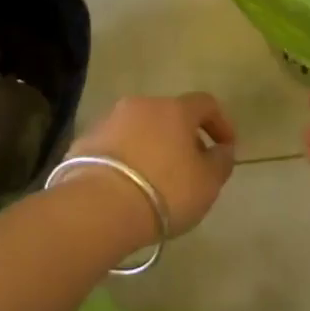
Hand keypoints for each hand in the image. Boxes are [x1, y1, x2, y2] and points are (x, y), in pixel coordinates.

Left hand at [66, 93, 237, 238]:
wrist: (98, 206)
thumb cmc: (164, 191)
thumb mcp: (207, 184)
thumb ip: (221, 162)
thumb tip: (223, 149)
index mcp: (174, 110)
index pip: (205, 103)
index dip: (220, 123)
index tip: (226, 148)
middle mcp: (140, 105)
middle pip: (169, 115)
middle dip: (183, 137)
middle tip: (191, 167)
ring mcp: (108, 120)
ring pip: (139, 128)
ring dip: (152, 146)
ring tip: (157, 179)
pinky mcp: (83, 141)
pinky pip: (115, 145)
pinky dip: (127, 158)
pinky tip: (128, 185)